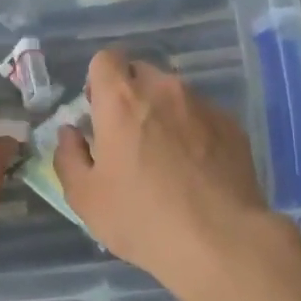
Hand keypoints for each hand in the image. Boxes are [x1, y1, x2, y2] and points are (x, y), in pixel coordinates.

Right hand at [54, 48, 269, 287]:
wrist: (219, 241)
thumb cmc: (141, 218)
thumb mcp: (85, 197)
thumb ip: (69, 156)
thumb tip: (71, 134)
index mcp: (121, 100)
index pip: (105, 59)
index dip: (98, 81)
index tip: (97, 111)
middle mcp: (164, 90)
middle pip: (140, 73)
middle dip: (130, 94)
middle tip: (127, 135)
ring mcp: (203, 105)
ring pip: (174, 94)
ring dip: (163, 113)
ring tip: (165, 157)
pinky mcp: (232, 126)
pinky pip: (202, 116)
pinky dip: (193, 132)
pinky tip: (195, 169)